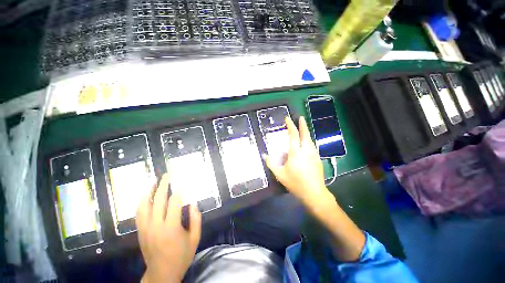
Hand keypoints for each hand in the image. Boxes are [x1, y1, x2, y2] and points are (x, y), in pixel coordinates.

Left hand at [136, 174, 201, 282]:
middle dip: (164, 185)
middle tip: (167, 175)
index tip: (183, 183)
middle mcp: (156, 226)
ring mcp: (146, 229)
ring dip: (149, 191)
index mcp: (171, 228)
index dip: (179, 191)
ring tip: (154, 181)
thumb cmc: (181, 256)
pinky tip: (146, 196)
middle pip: (158, 200)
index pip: (174, 203)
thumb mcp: (195, 238)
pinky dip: (142, 202)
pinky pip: (139, 213)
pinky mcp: (141, 232)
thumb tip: (193, 203)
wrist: (162, 273)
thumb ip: (195, 219)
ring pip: (144, 205)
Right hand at [264, 116, 331, 209]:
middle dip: (302, 125)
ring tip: (303, 128)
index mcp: (296, 152)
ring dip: (306, 132)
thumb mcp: (280, 174)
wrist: (314, 193)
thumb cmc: (295, 183)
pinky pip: (312, 146)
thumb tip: (265, 156)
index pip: (293, 135)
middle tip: (300, 117)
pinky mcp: (317, 159)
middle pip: (305, 134)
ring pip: (310, 140)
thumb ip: (271, 164)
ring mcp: (314, 154)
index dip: (291, 125)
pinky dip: (308, 141)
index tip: (288, 119)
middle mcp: (306, 150)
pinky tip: (306, 143)